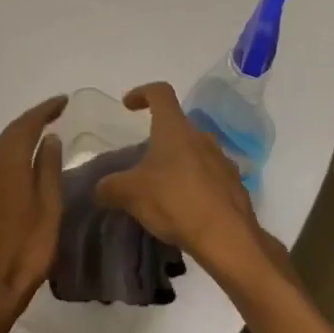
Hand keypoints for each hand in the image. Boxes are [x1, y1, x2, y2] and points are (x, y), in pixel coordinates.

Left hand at [0, 95, 67, 327]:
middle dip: (32, 120)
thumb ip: (47, 169)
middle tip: (54, 113)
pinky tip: (20, 165)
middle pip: (9, 133)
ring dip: (19, 138)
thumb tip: (48, 138)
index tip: (63, 101)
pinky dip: (9, 156)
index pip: (26, 125)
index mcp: (6, 163)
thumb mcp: (48, 208)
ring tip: (41, 135)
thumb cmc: (25, 251)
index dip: (45, 110)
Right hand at [93, 82, 267, 274]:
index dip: (142, 93)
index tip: (128, 106)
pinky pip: (209, 176)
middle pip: (177, 126)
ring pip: (194, 151)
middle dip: (158, 139)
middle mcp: (201, 137)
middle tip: (142, 162)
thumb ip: (110, 187)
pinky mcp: (234, 185)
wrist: (228, 239)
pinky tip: (185, 209)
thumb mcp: (131, 194)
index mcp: (175, 129)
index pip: (160, 92)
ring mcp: (222, 160)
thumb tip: (99, 188)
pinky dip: (195, 184)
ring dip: (178, 163)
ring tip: (162, 189)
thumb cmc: (175, 202)